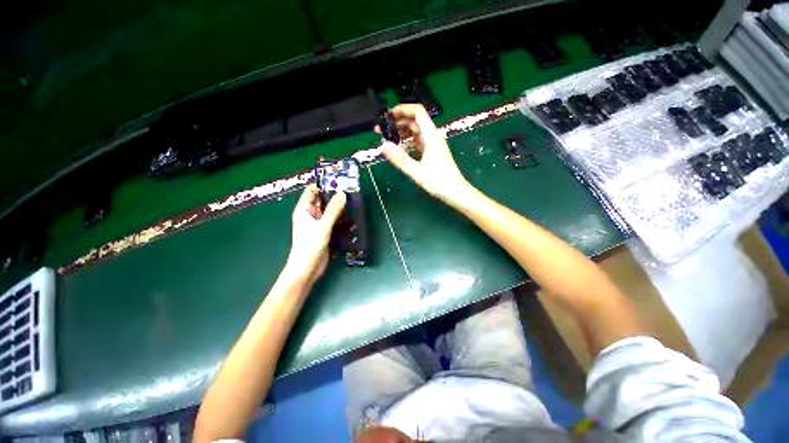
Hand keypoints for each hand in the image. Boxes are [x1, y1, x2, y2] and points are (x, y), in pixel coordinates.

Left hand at [286, 184, 345, 282]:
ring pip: (328, 211)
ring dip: (338, 207)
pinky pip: (332, 220)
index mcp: (303, 210)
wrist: (307, 268)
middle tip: (349, 189)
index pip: (311, 191)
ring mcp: (317, 224)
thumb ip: (333, 210)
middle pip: (321, 200)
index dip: (322, 184)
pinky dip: (340, 217)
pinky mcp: (324, 232)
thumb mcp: (322, 226)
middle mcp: (310, 215)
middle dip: (333, 195)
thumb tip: (342, 194)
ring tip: (353, 200)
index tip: (338, 180)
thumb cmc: (310, 245)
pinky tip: (350, 215)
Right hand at [382, 104, 471, 204]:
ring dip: (402, 133)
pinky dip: (408, 144)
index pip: (418, 112)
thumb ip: (400, 159)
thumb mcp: (416, 171)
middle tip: (382, 130)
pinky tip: (400, 150)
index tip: (388, 115)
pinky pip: (417, 143)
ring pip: (415, 133)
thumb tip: (383, 146)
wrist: (455, 192)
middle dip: (398, 122)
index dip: (403, 109)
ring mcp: (432, 145)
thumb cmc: (438, 181)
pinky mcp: (432, 153)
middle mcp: (432, 137)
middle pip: (415, 122)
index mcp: (431, 137)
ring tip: (388, 140)